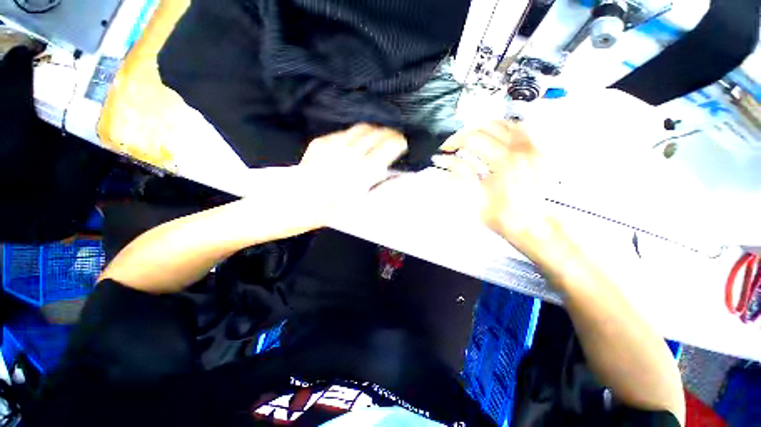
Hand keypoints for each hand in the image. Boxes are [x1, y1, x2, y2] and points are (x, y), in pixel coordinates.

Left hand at [296, 123, 407, 222]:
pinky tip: (352, 146)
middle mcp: (351, 154)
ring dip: (373, 132)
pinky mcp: (321, 142)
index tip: (402, 144)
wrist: (300, 201)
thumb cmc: (333, 208)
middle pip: (378, 132)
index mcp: (364, 171)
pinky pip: (344, 133)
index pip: (390, 145)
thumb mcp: (363, 202)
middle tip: (391, 140)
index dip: (399, 142)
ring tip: (375, 140)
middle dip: (389, 134)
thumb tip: (399, 175)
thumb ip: (383, 186)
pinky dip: (353, 137)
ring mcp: (335, 145)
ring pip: (361, 128)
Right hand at [432, 121, 551, 252]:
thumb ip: (461, 173)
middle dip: (466, 133)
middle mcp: (521, 148)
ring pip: (505, 122)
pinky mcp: (539, 152)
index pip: (472, 138)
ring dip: (484, 128)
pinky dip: (503, 128)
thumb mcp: (477, 197)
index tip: (443, 150)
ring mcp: (533, 148)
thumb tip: (442, 160)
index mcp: (504, 161)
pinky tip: (494, 138)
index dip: (453, 141)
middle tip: (455, 145)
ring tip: (472, 140)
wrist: (535, 227)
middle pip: (488, 126)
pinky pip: (521, 129)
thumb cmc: (504, 217)